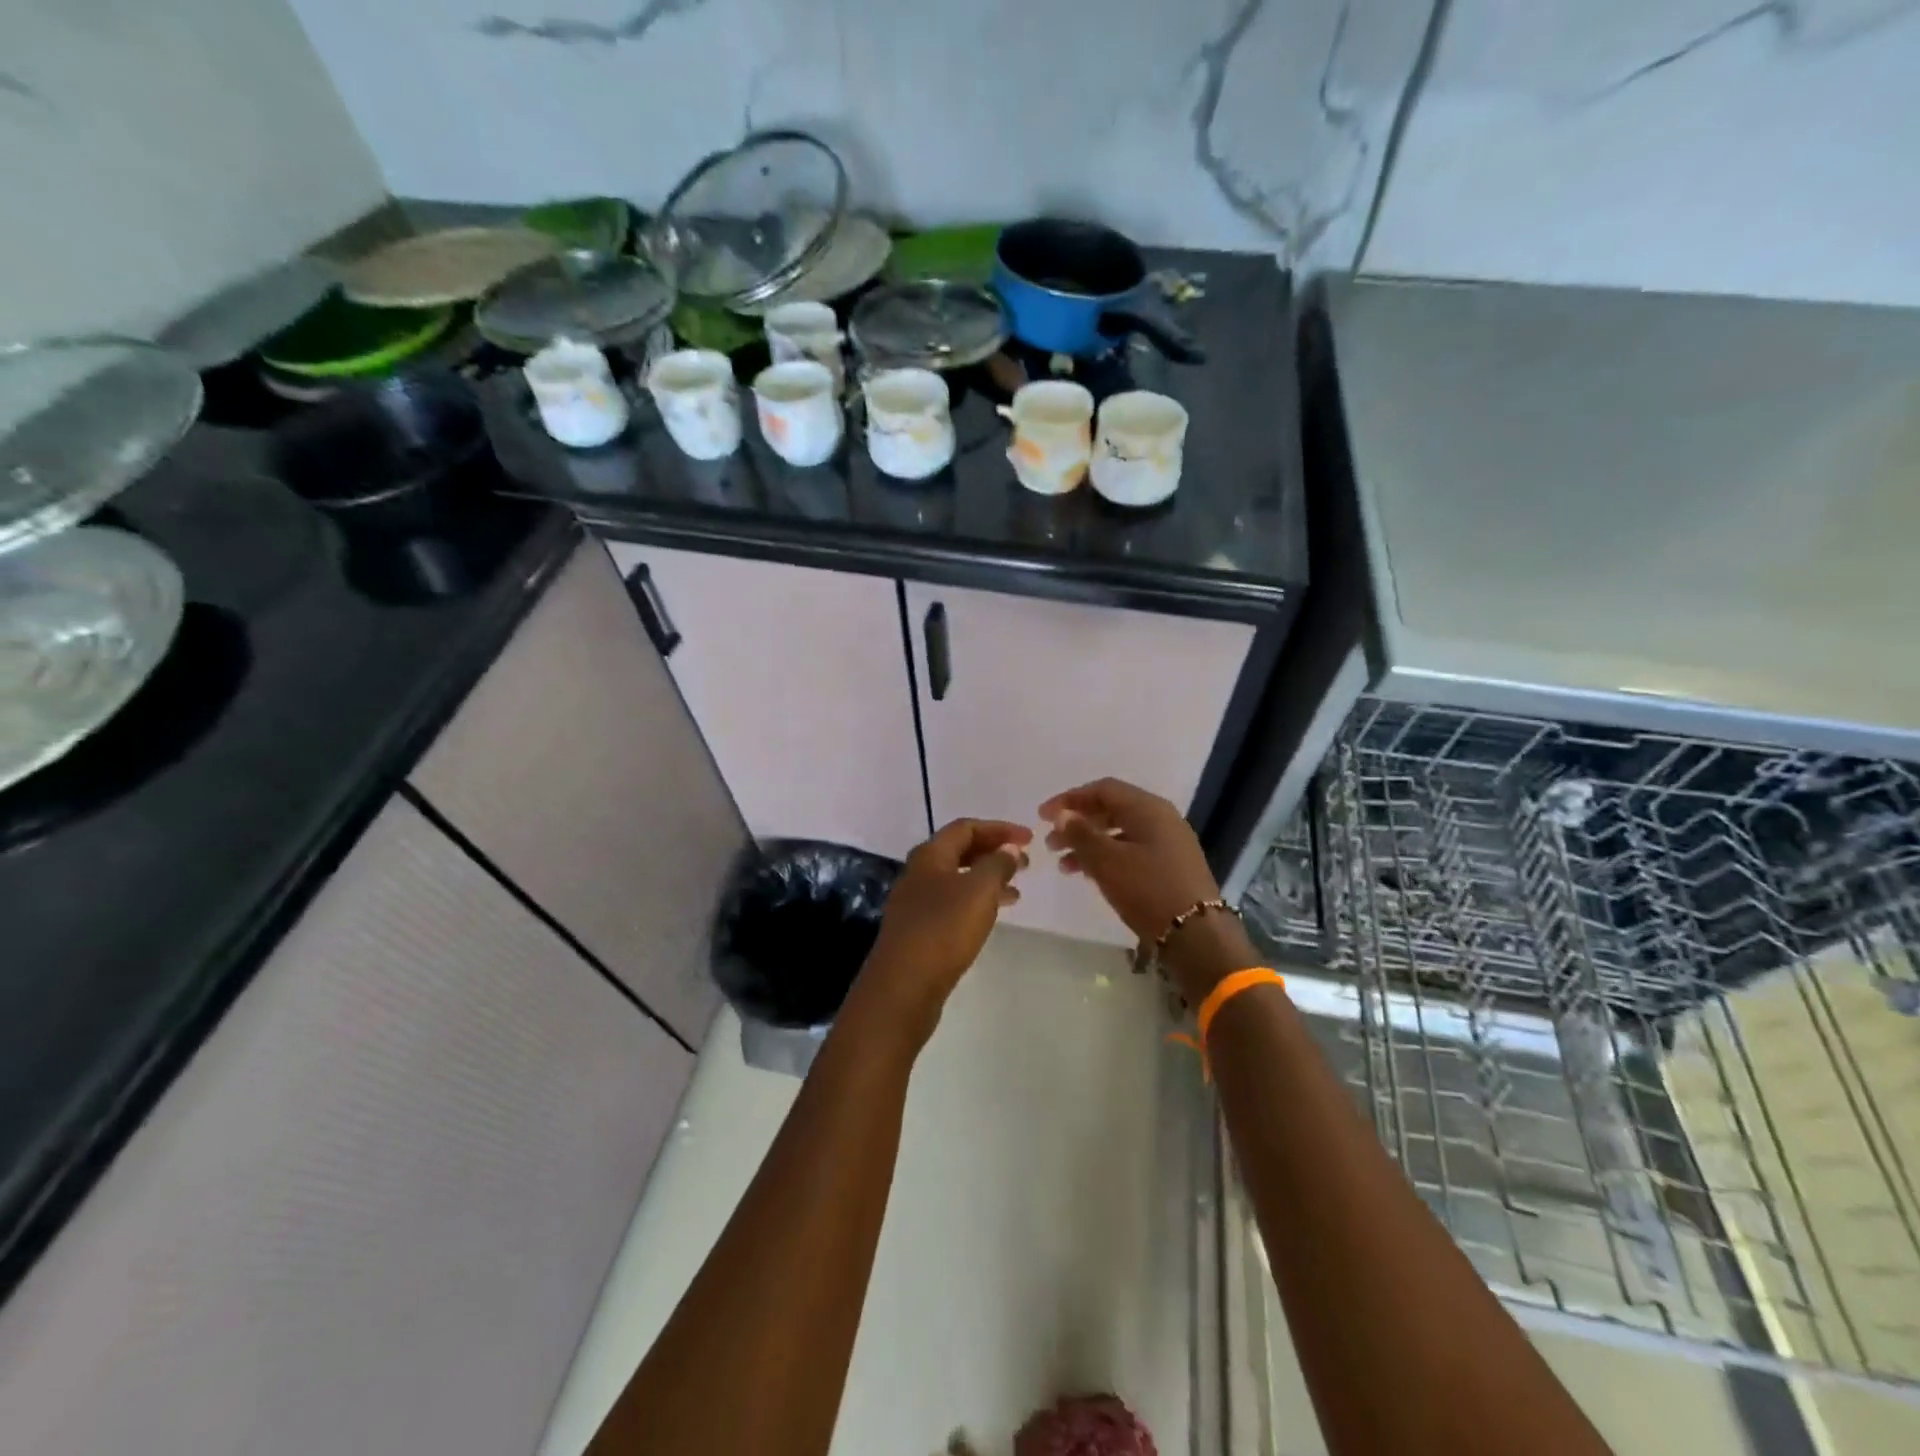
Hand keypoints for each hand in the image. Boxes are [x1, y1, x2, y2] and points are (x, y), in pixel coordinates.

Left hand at [857, 818, 1031, 1044]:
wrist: (904, 985)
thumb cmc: (944, 929)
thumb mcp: (979, 891)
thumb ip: (997, 864)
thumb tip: (1009, 848)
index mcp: (930, 855)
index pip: (966, 827)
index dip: (999, 829)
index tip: (1029, 839)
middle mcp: (919, 873)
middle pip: (960, 851)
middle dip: (994, 852)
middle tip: (1025, 863)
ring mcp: (916, 902)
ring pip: (958, 879)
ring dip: (988, 878)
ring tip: (1017, 890)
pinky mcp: (919, 929)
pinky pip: (953, 903)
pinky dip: (977, 901)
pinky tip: (993, 916)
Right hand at [1040, 778, 1250, 1002]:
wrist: (1197, 936)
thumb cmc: (1148, 890)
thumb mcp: (1107, 861)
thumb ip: (1081, 834)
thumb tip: (1063, 814)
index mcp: (1148, 808)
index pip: (1103, 789)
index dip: (1070, 799)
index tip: (1042, 816)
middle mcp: (1161, 818)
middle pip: (1111, 809)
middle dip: (1078, 823)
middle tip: (1051, 843)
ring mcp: (1168, 843)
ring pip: (1120, 833)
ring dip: (1089, 844)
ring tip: (1064, 865)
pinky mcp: (1170, 866)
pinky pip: (1131, 850)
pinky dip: (1107, 857)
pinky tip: (1089, 875)